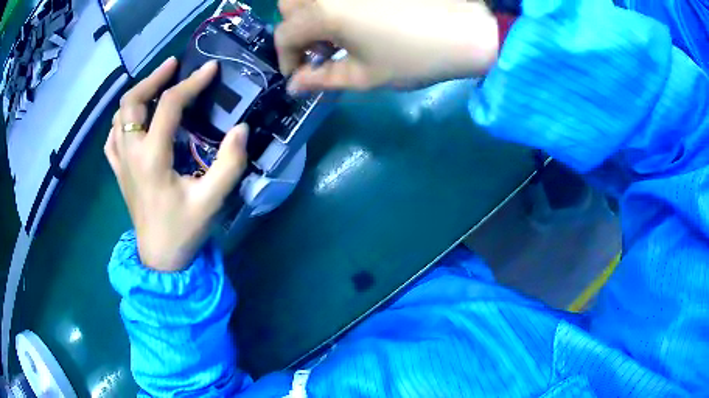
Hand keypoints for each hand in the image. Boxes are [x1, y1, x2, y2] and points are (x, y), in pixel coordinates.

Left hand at [105, 58, 248, 271]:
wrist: (160, 258)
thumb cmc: (184, 230)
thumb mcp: (212, 200)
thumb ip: (230, 163)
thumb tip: (241, 128)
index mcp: (152, 158)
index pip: (169, 106)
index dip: (191, 83)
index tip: (210, 69)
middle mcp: (131, 154)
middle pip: (131, 102)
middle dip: (153, 78)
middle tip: (174, 67)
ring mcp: (121, 163)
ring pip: (118, 116)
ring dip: (137, 95)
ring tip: (157, 87)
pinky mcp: (119, 172)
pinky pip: (112, 138)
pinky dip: (122, 121)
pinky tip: (134, 120)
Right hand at [275, 0, 498, 91]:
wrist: (465, 30)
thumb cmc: (414, 57)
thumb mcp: (365, 76)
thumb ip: (322, 79)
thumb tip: (295, 86)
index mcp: (323, 12)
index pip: (285, 34)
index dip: (286, 58)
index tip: (300, 75)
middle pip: (290, 5)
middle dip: (296, 29)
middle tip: (320, 49)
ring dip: (311, 13)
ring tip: (337, 34)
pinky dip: (332, 4)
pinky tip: (355, 18)